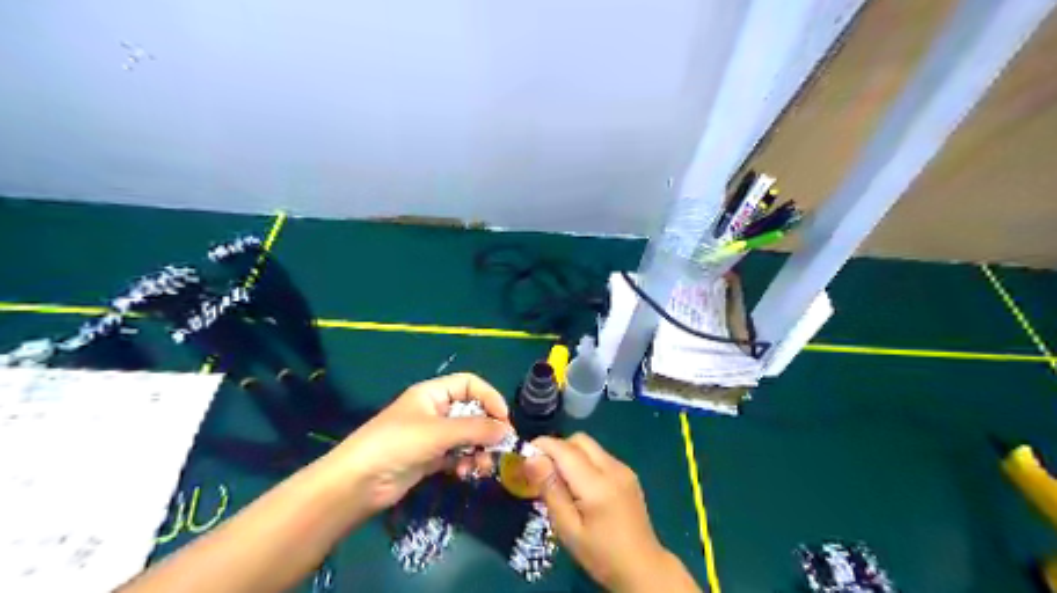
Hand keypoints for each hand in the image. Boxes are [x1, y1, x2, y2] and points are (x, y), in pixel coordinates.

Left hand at [328, 375, 514, 514]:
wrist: (357, 483)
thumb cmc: (397, 444)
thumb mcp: (439, 432)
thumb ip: (475, 429)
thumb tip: (507, 431)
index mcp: (433, 393)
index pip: (470, 384)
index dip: (489, 397)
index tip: (504, 420)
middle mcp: (435, 410)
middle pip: (472, 412)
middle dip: (487, 429)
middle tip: (499, 447)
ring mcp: (432, 435)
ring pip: (467, 436)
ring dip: (478, 449)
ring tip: (481, 466)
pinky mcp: (429, 458)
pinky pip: (457, 455)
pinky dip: (465, 462)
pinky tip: (465, 473)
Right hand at [524, 433, 699, 589]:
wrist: (643, 567)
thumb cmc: (600, 554)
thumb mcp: (568, 529)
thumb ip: (550, 490)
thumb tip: (531, 458)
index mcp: (597, 485)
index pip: (565, 450)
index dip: (542, 445)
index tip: (525, 455)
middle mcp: (613, 468)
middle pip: (579, 440)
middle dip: (557, 447)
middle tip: (543, 470)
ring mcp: (623, 468)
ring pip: (590, 445)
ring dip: (571, 453)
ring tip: (560, 480)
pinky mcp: (628, 473)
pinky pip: (600, 455)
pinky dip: (584, 461)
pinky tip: (580, 485)